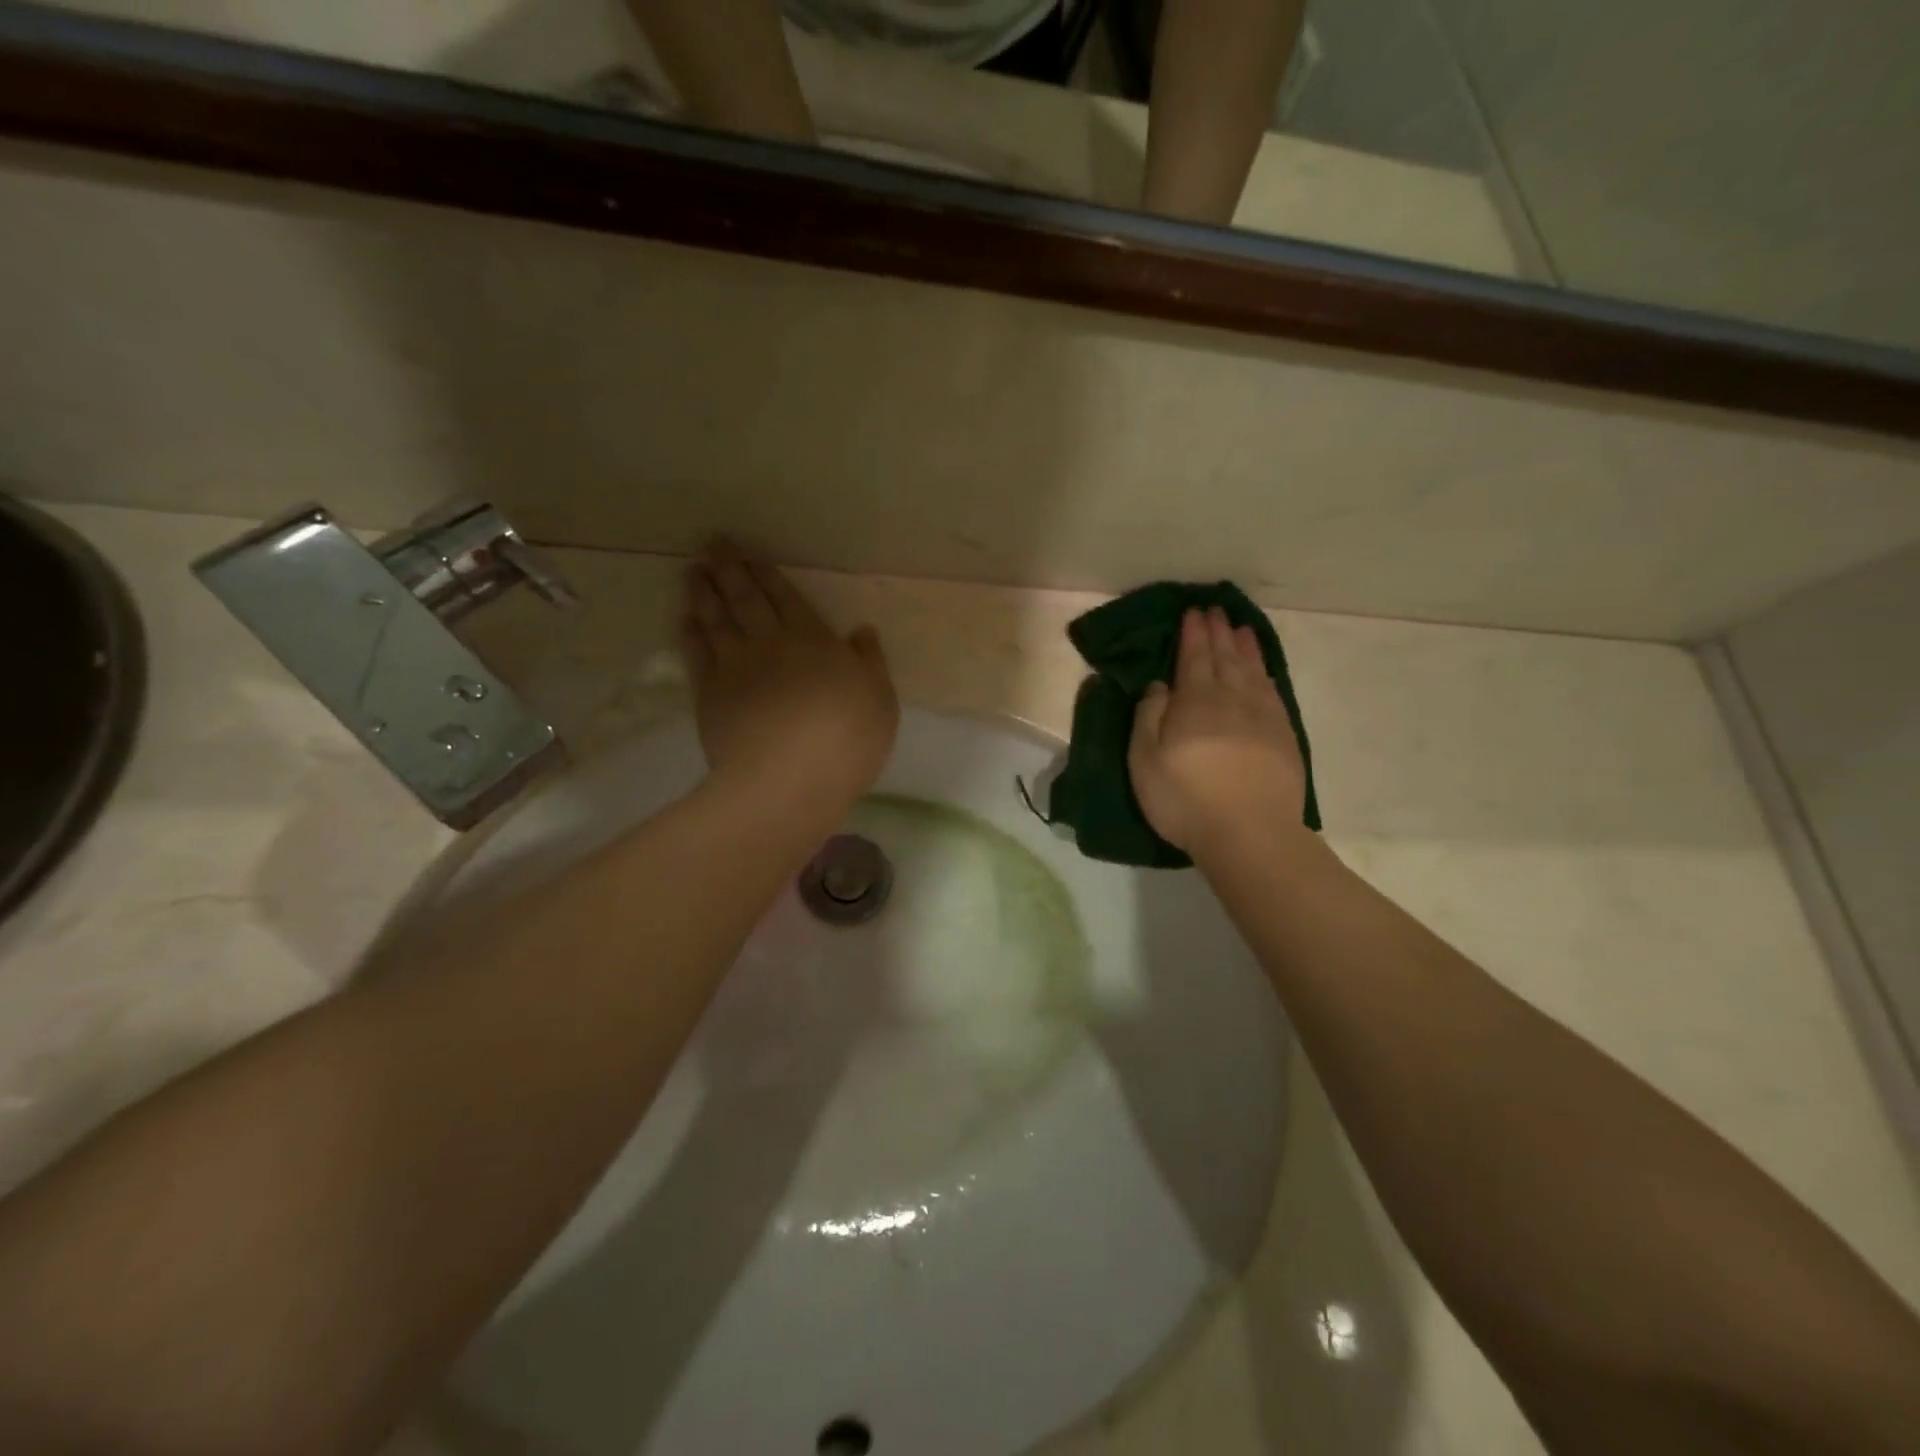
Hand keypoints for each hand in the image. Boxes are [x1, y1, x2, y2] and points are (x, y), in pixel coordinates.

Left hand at [682, 542, 898, 818]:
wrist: (787, 781)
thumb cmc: (845, 741)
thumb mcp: (880, 701)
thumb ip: (870, 663)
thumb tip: (861, 631)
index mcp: (814, 642)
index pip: (787, 598)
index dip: (767, 574)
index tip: (749, 554)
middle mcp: (771, 644)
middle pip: (746, 600)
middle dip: (730, 570)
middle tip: (712, 546)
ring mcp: (736, 668)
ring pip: (716, 620)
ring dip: (704, 594)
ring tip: (693, 572)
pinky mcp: (711, 695)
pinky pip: (698, 656)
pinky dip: (691, 635)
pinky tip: (686, 621)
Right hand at [1129, 607, 1307, 853]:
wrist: (1249, 832)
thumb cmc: (1185, 798)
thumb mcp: (1145, 760)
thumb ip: (1148, 716)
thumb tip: (1159, 685)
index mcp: (1195, 700)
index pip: (1193, 657)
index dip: (1192, 634)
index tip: (1193, 612)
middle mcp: (1231, 698)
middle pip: (1224, 657)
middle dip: (1218, 632)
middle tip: (1215, 611)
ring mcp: (1262, 717)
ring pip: (1252, 671)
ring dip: (1245, 648)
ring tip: (1241, 629)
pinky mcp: (1283, 737)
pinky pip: (1272, 693)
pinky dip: (1265, 675)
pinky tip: (1262, 672)